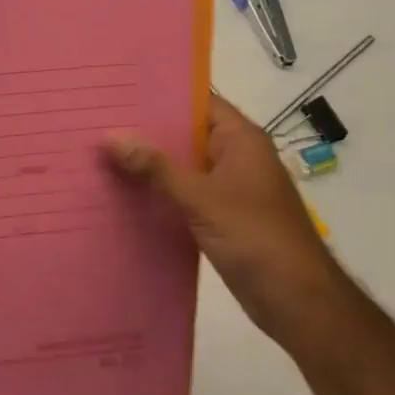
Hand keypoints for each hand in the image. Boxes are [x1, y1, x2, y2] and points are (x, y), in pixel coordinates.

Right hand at [106, 94, 341, 353]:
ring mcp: (229, 188)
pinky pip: (184, 195)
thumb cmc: (256, 238)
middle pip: (185, 134)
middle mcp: (235, 157)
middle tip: (97, 122)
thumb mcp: (202, 199)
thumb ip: (156, 168)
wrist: (298, 302)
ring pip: (182, 166)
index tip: (118, 92)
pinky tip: (123, 194)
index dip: (160, 94)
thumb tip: (111, 136)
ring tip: (100, 154)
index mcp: (241, 139)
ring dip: (149, 165)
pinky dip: (159, 193)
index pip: (197, 102)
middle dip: (146, 131)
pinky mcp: (221, 217)